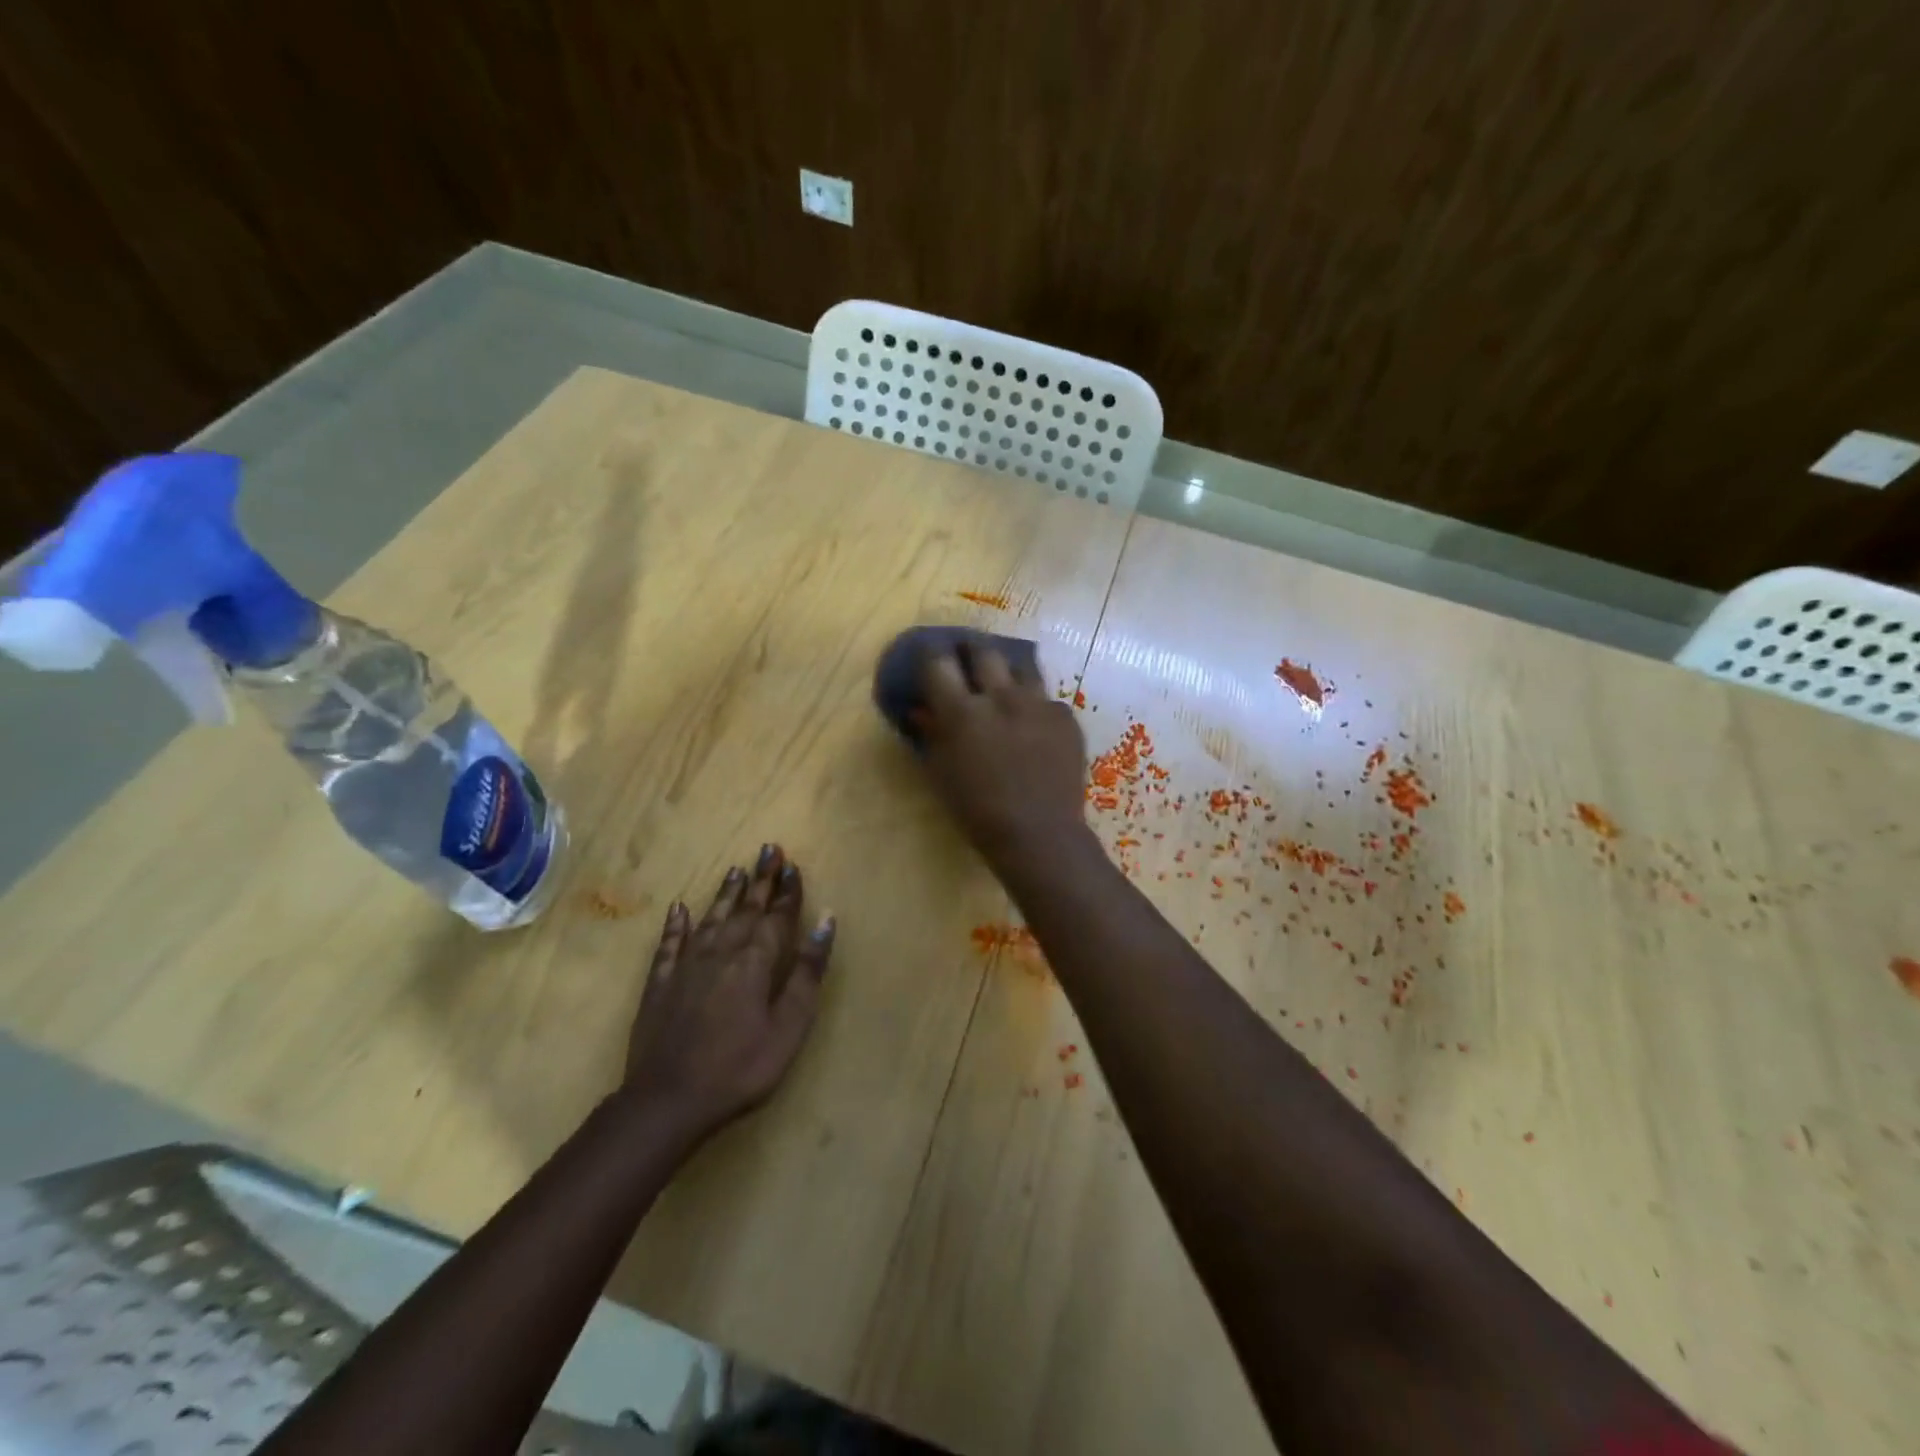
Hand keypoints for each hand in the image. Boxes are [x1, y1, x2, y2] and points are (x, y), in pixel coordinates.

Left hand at [620, 846, 834, 1141]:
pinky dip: (676, 925)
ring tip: (736, 870)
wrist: (667, 1100)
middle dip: (760, 879)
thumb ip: (807, 971)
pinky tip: (679, 909)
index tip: (793, 865)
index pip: (776, 917)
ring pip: (710, 919)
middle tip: (768, 849)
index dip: (787, 891)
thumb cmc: (740, 1067)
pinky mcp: (660, 984)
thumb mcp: (788, 1025)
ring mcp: (686, 966)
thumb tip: (826, 920)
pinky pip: (669, 944)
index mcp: (754, 962)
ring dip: (725, 894)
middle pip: (745, 909)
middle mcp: (721, 953)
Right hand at [914, 644, 1089, 865]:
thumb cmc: (978, 812)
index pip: (938, 663)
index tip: (930, 655)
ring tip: (1004, 681)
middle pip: (983, 651)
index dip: (931, 654)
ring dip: (1007, 670)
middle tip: (966, 655)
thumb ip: (931, 735)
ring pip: (1021, 665)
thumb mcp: (941, 774)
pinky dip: (1035, 706)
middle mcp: (1000, 697)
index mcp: (961, 712)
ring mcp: (1038, 703)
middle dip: (970, 648)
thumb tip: (921, 710)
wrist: (1040, 834)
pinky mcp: (1065, 717)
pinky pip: (1047, 699)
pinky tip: (1034, 724)